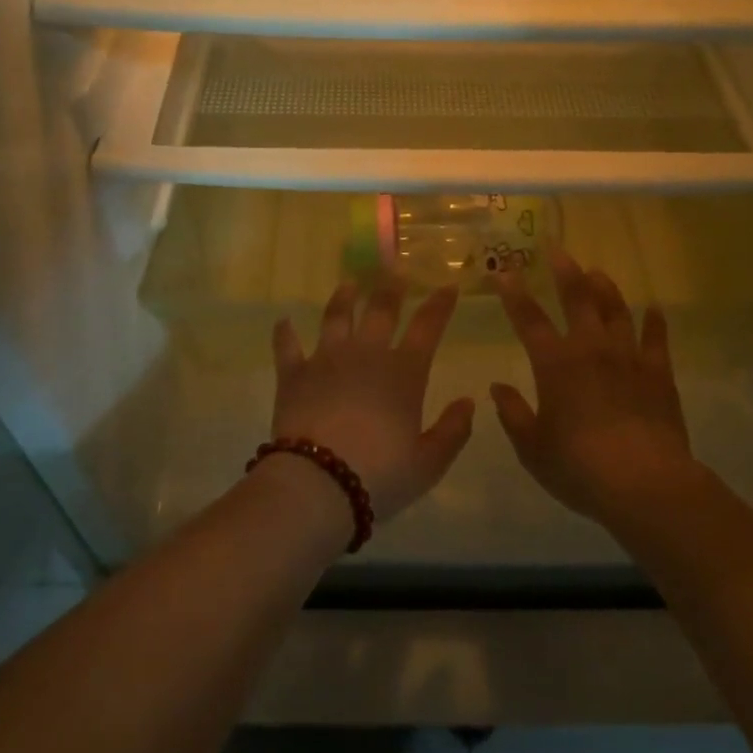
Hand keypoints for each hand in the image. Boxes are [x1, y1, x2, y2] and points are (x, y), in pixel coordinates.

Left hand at [270, 279, 474, 522]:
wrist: (318, 483)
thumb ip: (453, 431)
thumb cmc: (380, 475)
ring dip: (343, 297)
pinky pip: (287, 346)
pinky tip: (283, 322)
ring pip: (336, 317)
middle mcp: (366, 354)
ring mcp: (326, 359)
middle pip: (381, 310)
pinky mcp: (293, 374)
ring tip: (349, 283)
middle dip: (391, 288)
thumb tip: (469, 402)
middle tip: (394, 270)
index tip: (448, 286)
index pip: (428, 327)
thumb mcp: (429, 462)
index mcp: (403, 373)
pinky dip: (285, 333)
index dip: (440, 305)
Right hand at [492, 250, 694, 522]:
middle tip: (557, 249)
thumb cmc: (579, 467)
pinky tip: (654, 310)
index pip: (529, 319)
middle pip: (577, 300)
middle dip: (565, 272)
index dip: (514, 294)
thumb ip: (513, 414)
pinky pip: (657, 340)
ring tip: (597, 272)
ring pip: (616, 311)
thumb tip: (496, 388)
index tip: (504, 272)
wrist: (645, 484)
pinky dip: (655, 323)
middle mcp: (590, 350)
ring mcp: (628, 358)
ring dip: (605, 289)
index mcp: (555, 364)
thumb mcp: (532, 447)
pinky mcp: (659, 374)